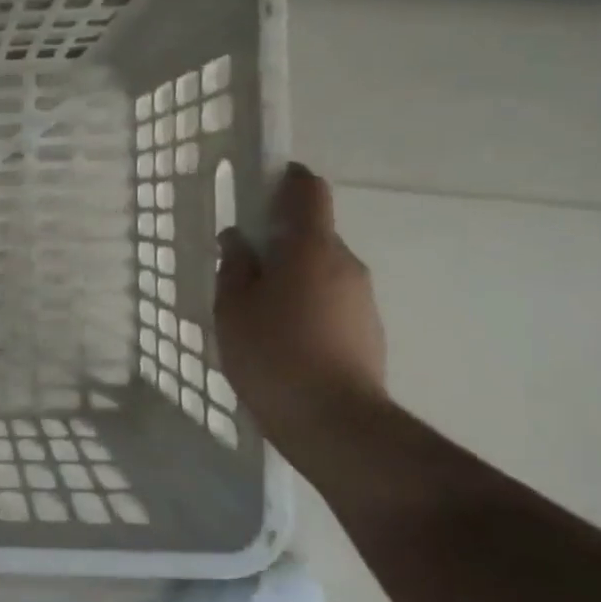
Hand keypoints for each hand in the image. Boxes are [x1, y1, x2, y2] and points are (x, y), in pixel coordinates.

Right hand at [214, 164, 387, 440]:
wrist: (334, 421)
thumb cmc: (272, 353)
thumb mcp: (233, 307)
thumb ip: (235, 267)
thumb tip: (238, 240)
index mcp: (311, 248)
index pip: (308, 191)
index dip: (286, 180)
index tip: (260, 187)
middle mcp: (345, 263)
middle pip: (312, 233)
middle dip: (278, 239)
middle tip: (241, 265)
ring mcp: (362, 297)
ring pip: (320, 269)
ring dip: (290, 275)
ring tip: (255, 309)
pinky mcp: (367, 328)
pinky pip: (330, 298)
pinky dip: (305, 302)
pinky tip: (280, 335)